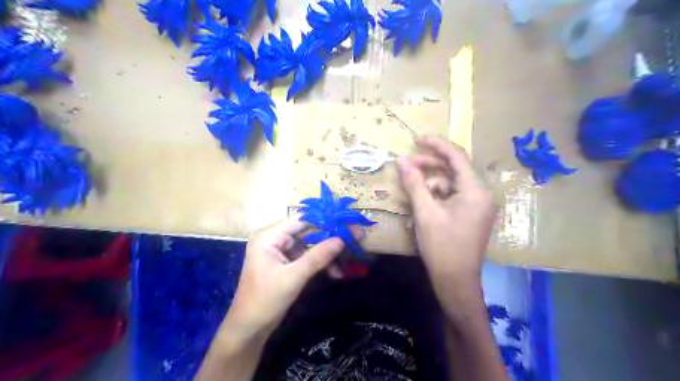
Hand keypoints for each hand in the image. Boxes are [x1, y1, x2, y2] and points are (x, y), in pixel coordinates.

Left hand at [224, 218, 346, 339]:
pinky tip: (336, 272)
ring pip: (310, 244)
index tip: (347, 222)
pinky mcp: (286, 263)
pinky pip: (307, 257)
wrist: (249, 330)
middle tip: (355, 238)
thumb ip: (317, 257)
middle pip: (308, 231)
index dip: (325, 219)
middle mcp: (274, 239)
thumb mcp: (293, 278)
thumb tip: (341, 240)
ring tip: (348, 260)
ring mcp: (281, 251)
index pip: (301, 219)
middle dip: (331, 237)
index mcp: (269, 237)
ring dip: (328, 253)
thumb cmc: (265, 301)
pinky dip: (321, 263)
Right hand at [399, 137, 494, 288]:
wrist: (455, 281)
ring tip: (412, 191)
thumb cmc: (441, 247)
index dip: (436, 145)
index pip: (457, 157)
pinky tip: (422, 203)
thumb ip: (414, 183)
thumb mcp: (425, 212)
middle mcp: (481, 194)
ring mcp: (478, 205)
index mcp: (475, 191)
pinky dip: (437, 195)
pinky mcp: (471, 214)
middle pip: (454, 169)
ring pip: (451, 183)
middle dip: (430, 166)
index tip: (417, 140)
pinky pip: (453, 196)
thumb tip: (402, 161)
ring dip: (431, 183)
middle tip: (407, 165)